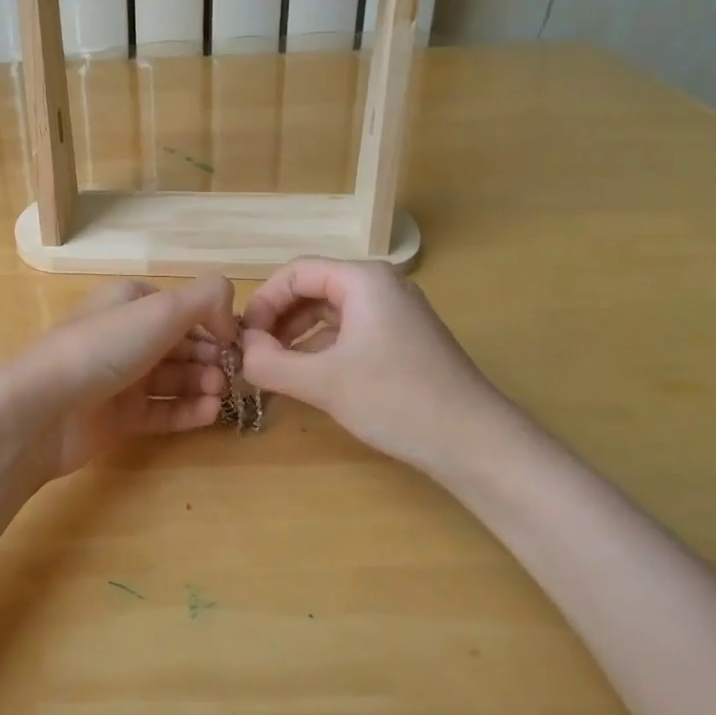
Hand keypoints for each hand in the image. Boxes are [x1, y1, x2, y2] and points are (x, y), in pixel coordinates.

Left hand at [0, 274, 238, 488]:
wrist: (43, 409)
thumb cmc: (103, 347)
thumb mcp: (161, 309)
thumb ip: (207, 299)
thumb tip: (230, 321)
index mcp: (129, 301)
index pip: (182, 307)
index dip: (213, 322)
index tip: (236, 342)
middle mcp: (126, 336)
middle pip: (182, 344)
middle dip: (211, 357)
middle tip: (231, 375)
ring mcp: (121, 378)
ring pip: (175, 379)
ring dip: (203, 384)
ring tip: (220, 396)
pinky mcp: (119, 418)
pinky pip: (163, 412)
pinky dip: (188, 411)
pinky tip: (210, 414)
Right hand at [239, 258, 521, 474]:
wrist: (474, 442)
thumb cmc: (396, 400)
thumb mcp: (323, 382)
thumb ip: (270, 364)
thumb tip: (241, 353)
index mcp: (363, 280)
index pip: (296, 272)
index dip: (263, 301)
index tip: (243, 338)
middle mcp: (380, 286)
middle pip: (312, 289)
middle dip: (278, 320)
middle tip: (254, 355)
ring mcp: (395, 314)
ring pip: (329, 313)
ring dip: (296, 337)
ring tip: (274, 369)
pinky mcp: (402, 341)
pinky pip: (349, 333)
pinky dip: (321, 350)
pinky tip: (307, 378)